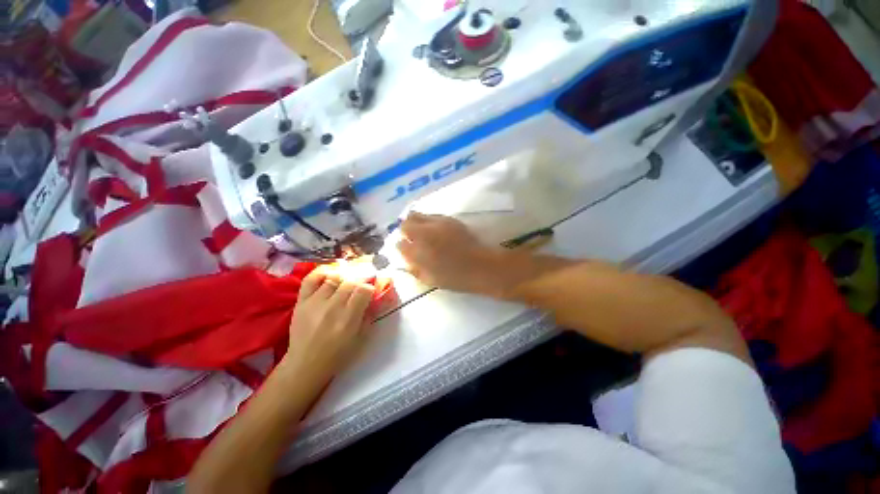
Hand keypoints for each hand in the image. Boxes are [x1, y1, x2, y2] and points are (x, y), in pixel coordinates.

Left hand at [281, 266, 375, 382]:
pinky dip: (323, 272)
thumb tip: (375, 296)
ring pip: (334, 277)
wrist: (305, 364)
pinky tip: (331, 274)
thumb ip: (369, 314)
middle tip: (364, 282)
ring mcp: (314, 302)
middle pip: (351, 281)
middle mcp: (332, 307)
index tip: (372, 289)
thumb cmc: (338, 354)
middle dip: (361, 279)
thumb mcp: (361, 337)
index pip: (364, 290)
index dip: (371, 286)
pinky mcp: (301, 301)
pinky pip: (311, 278)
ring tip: (348, 280)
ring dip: (345, 276)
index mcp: (348, 319)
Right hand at [397, 212, 502, 293]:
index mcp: (419, 252)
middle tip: (411, 239)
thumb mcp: (430, 280)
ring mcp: (437, 223)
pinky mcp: (448, 219)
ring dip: (415, 223)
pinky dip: (427, 221)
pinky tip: (434, 230)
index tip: (406, 250)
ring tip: (422, 232)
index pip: (400, 244)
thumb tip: (404, 261)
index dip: (402, 247)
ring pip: (416, 215)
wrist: (481, 266)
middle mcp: (425, 234)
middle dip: (405, 231)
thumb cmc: (456, 278)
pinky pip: (431, 215)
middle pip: (405, 225)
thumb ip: (414, 269)